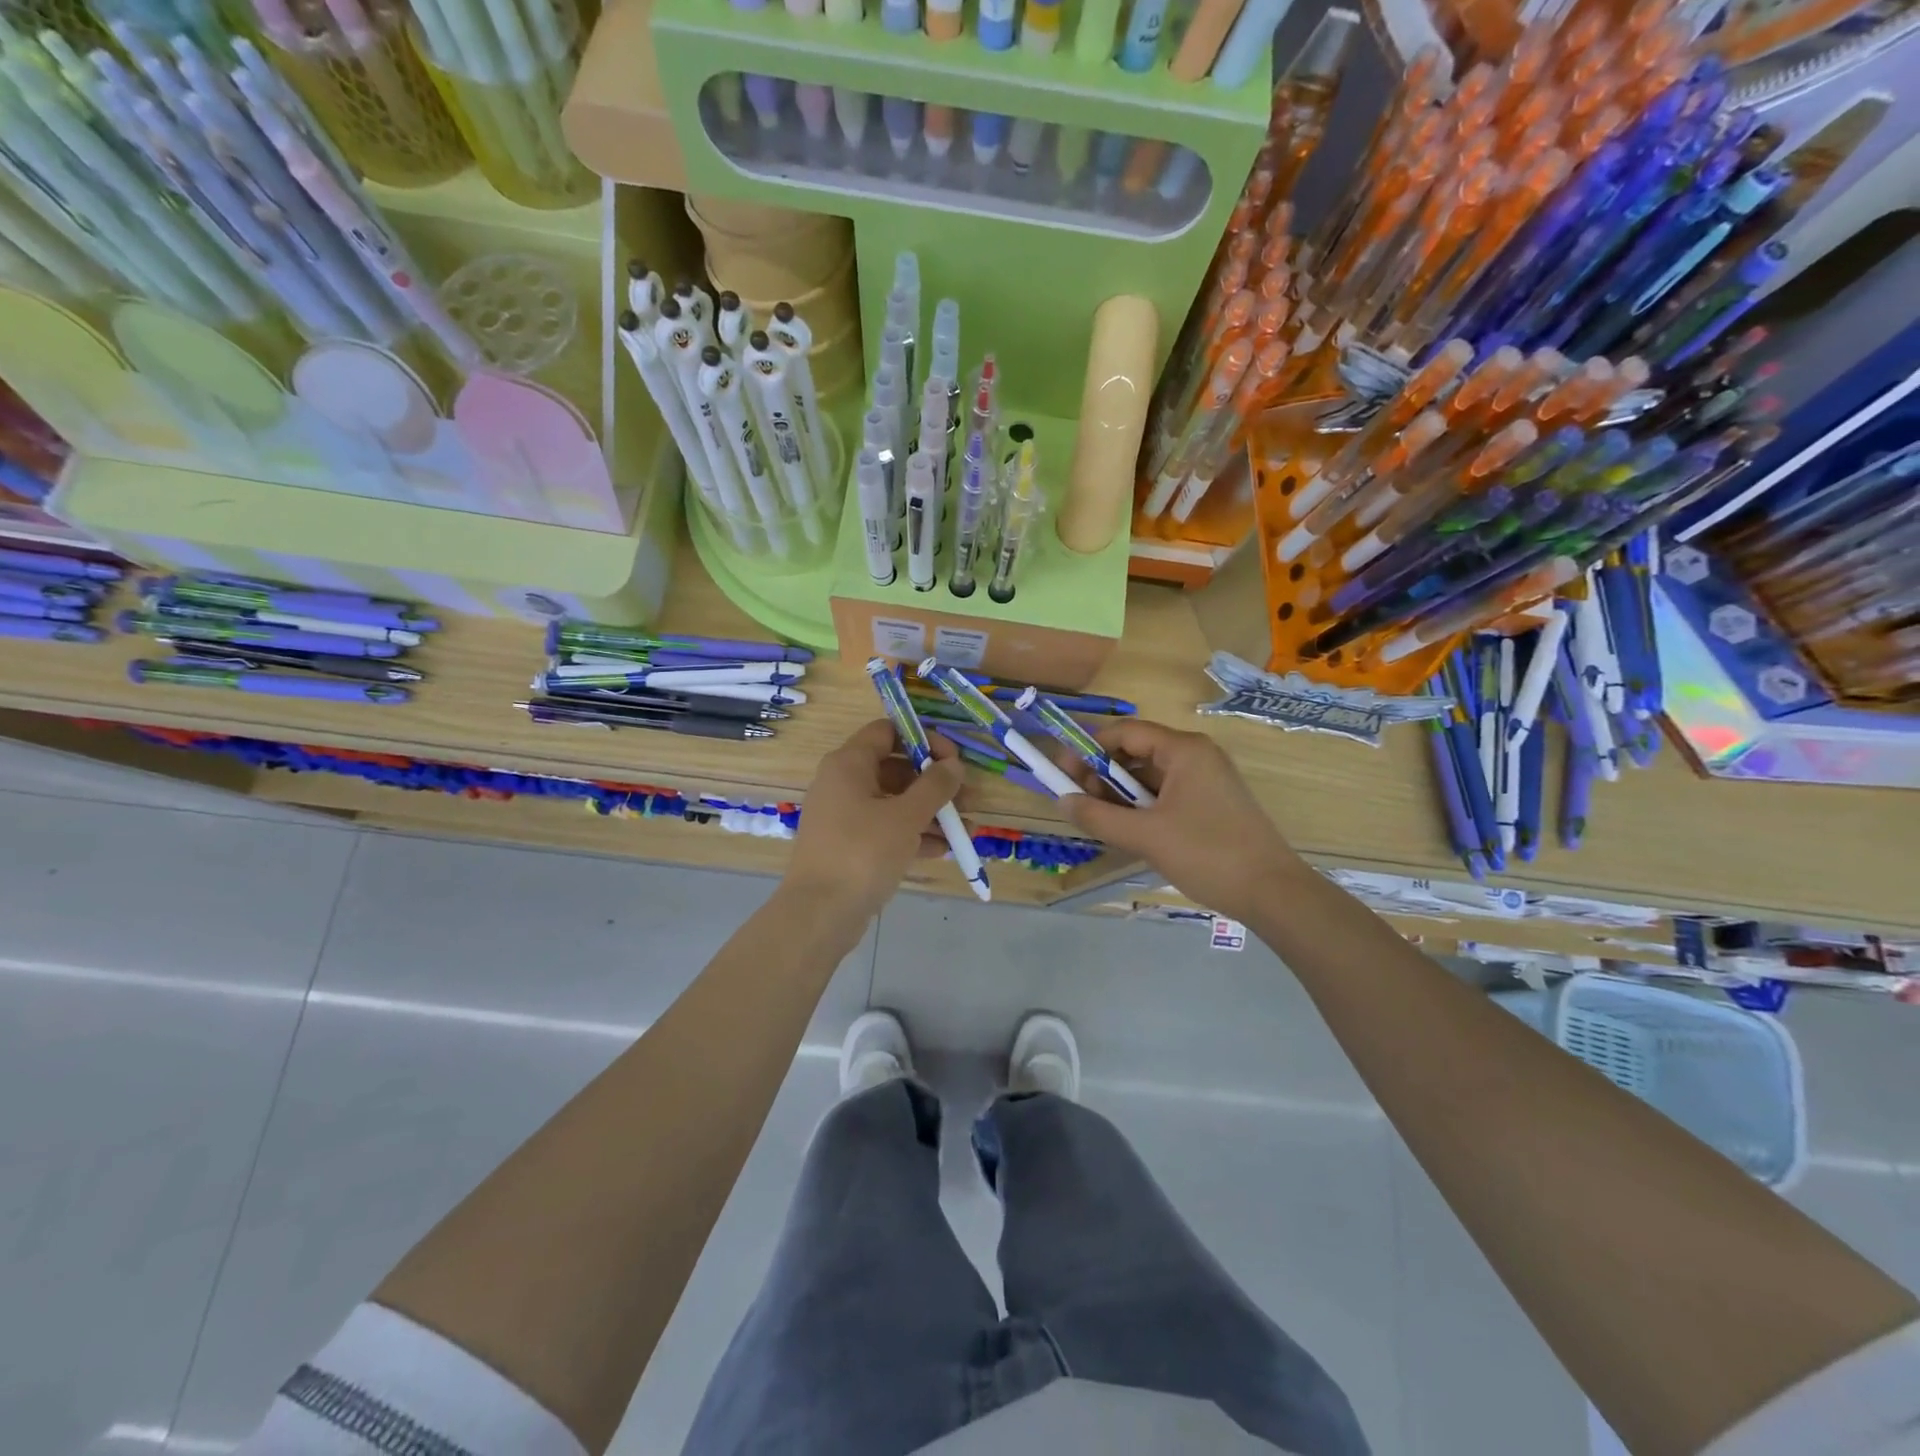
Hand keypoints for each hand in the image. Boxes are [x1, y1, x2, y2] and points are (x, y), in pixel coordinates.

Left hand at [786, 719, 965, 920]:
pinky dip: (913, 834)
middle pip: (895, 768)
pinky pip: (886, 829)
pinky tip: (943, 850)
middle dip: (934, 782)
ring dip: (930, 812)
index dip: (923, 739)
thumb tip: (954, 764)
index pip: (888, 731)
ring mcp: (845, 816)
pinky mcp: (849, 845)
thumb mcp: (906, 816)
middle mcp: (843, 783)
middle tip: (966, 799)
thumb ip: (935, 786)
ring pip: (894, 802)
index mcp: (849, 764)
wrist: (819, 914)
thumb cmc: (862, 852)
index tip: (953, 759)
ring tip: (964, 829)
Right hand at [1060, 720, 1304, 923]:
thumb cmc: (1207, 854)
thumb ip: (1098, 816)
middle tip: (1078, 801)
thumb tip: (1062, 801)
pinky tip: (1127, 829)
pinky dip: (1142, 806)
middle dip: (1102, 774)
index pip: (1125, 732)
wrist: (1272, 892)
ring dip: (1120, 793)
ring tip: (1099, 819)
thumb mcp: (1145, 836)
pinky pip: (1166, 794)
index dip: (1089, 749)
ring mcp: (1206, 779)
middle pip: (1136, 751)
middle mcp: (1196, 755)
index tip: (1062, 773)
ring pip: (1150, 776)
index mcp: (1183, 750)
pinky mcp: (1211, 803)